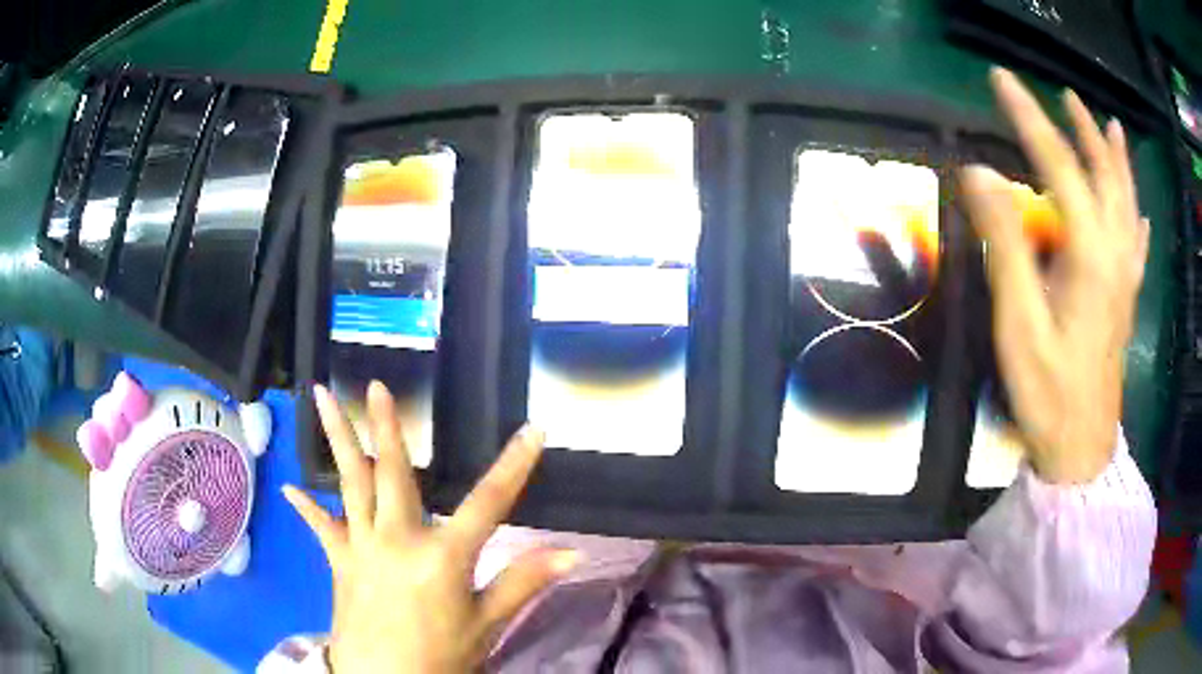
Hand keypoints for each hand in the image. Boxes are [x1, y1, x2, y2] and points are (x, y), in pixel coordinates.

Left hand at [282, 382, 578, 672]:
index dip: (515, 465)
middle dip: (386, 426)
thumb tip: (572, 553)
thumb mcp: (487, 624)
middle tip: (376, 386)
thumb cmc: (440, 656)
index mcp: (443, 556)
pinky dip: (308, 507)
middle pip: (394, 474)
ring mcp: (361, 546)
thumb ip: (523, 582)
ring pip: (350, 483)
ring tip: (321, 397)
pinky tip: (290, 487)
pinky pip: (322, 526)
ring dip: (338, 438)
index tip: (534, 430)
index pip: (490, 503)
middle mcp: (397, 539)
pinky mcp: (340, 560)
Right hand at [962, 67, 1149, 483]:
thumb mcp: (1019, 322)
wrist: (1080, 450)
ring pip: (1127, 203)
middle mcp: (1114, 253)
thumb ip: (1005, 243)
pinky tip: (1140, 209)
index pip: (1058, 164)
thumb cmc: (1048, 391)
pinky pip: (1138, 246)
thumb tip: (978, 174)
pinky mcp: (1126, 300)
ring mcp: (1125, 278)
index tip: (1000, 80)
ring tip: (1110, 126)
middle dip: (1081, 129)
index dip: (1028, 117)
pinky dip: (1137, 217)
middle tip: (1063, 95)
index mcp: (1089, 253)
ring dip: (1116, 160)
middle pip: (1103, 174)